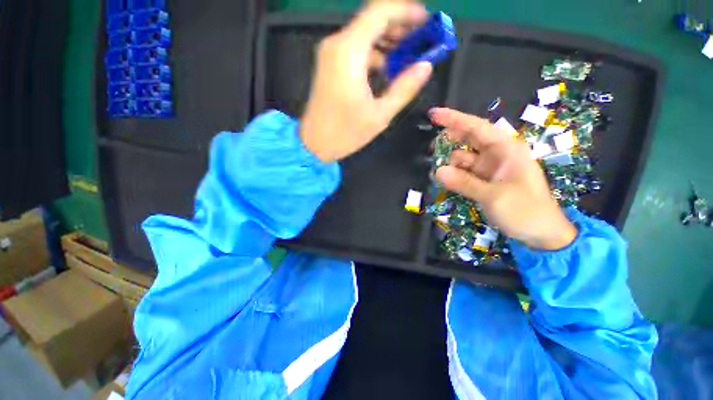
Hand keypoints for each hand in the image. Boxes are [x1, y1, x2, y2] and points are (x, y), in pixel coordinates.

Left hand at [300, 2, 432, 162]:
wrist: (314, 145)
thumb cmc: (345, 133)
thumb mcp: (380, 115)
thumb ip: (404, 88)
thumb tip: (426, 66)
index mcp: (349, 52)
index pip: (380, 12)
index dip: (406, 11)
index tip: (427, 22)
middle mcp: (337, 45)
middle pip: (372, 20)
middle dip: (400, 27)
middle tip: (421, 42)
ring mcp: (331, 55)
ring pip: (364, 35)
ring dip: (387, 41)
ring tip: (409, 56)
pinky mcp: (330, 66)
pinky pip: (356, 50)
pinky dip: (374, 54)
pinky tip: (387, 70)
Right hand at [430, 108, 577, 250]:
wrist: (542, 234)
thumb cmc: (526, 211)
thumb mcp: (493, 196)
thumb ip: (464, 183)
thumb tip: (438, 171)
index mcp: (507, 150)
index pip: (477, 127)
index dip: (454, 119)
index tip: (434, 115)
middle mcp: (497, 155)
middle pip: (469, 140)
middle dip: (450, 141)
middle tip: (430, 149)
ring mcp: (490, 168)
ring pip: (463, 158)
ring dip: (450, 164)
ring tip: (440, 176)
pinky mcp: (484, 181)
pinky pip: (464, 173)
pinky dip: (454, 175)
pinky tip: (446, 181)